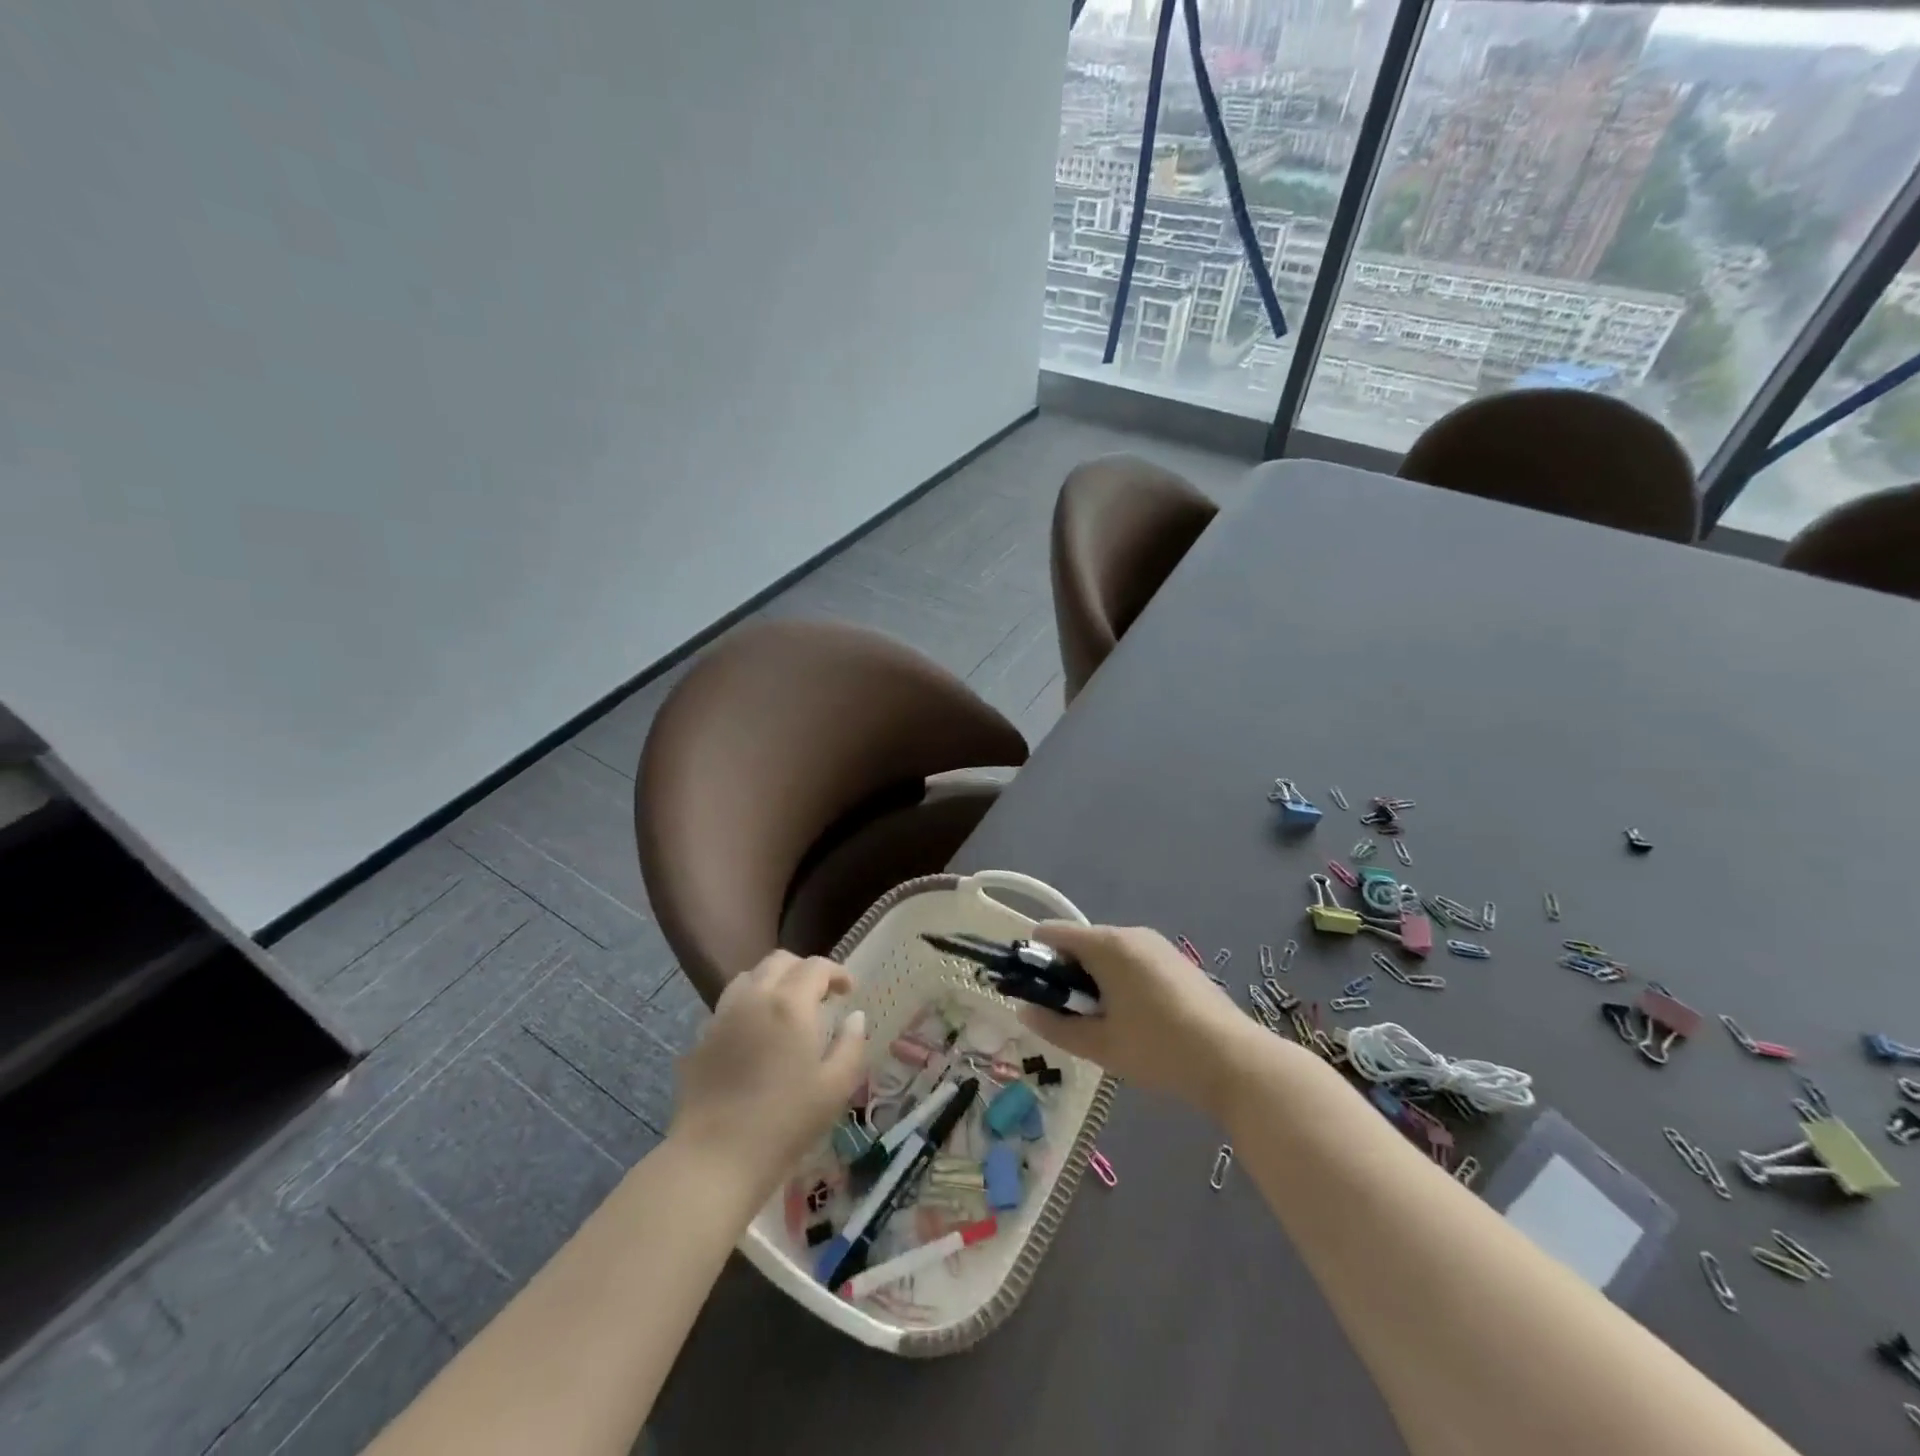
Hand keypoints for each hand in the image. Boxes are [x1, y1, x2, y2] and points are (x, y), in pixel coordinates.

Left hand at [669, 952, 866, 1192]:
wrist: (714, 1158)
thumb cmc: (785, 1123)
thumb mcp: (835, 1088)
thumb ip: (851, 1045)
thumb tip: (855, 1018)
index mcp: (790, 1004)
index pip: (816, 967)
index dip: (836, 972)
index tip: (848, 991)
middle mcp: (754, 998)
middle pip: (779, 961)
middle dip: (804, 970)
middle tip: (819, 996)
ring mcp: (721, 1016)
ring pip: (748, 977)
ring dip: (772, 982)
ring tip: (785, 1009)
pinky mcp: (700, 1039)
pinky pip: (727, 1006)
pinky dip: (747, 1006)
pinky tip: (755, 1036)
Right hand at [1016, 923, 1262, 1118]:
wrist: (1235, 1061)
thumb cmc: (1159, 1050)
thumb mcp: (1100, 1045)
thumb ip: (1055, 1026)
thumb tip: (1023, 1010)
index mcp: (1107, 945)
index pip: (1052, 933)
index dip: (1035, 961)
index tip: (1035, 996)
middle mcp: (1131, 934)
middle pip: (1080, 943)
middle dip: (1066, 975)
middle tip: (1072, 1019)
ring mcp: (1158, 946)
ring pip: (1107, 954)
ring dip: (1094, 981)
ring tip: (1105, 1025)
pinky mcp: (1177, 961)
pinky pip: (1132, 961)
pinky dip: (1120, 981)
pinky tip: (1136, 1020)